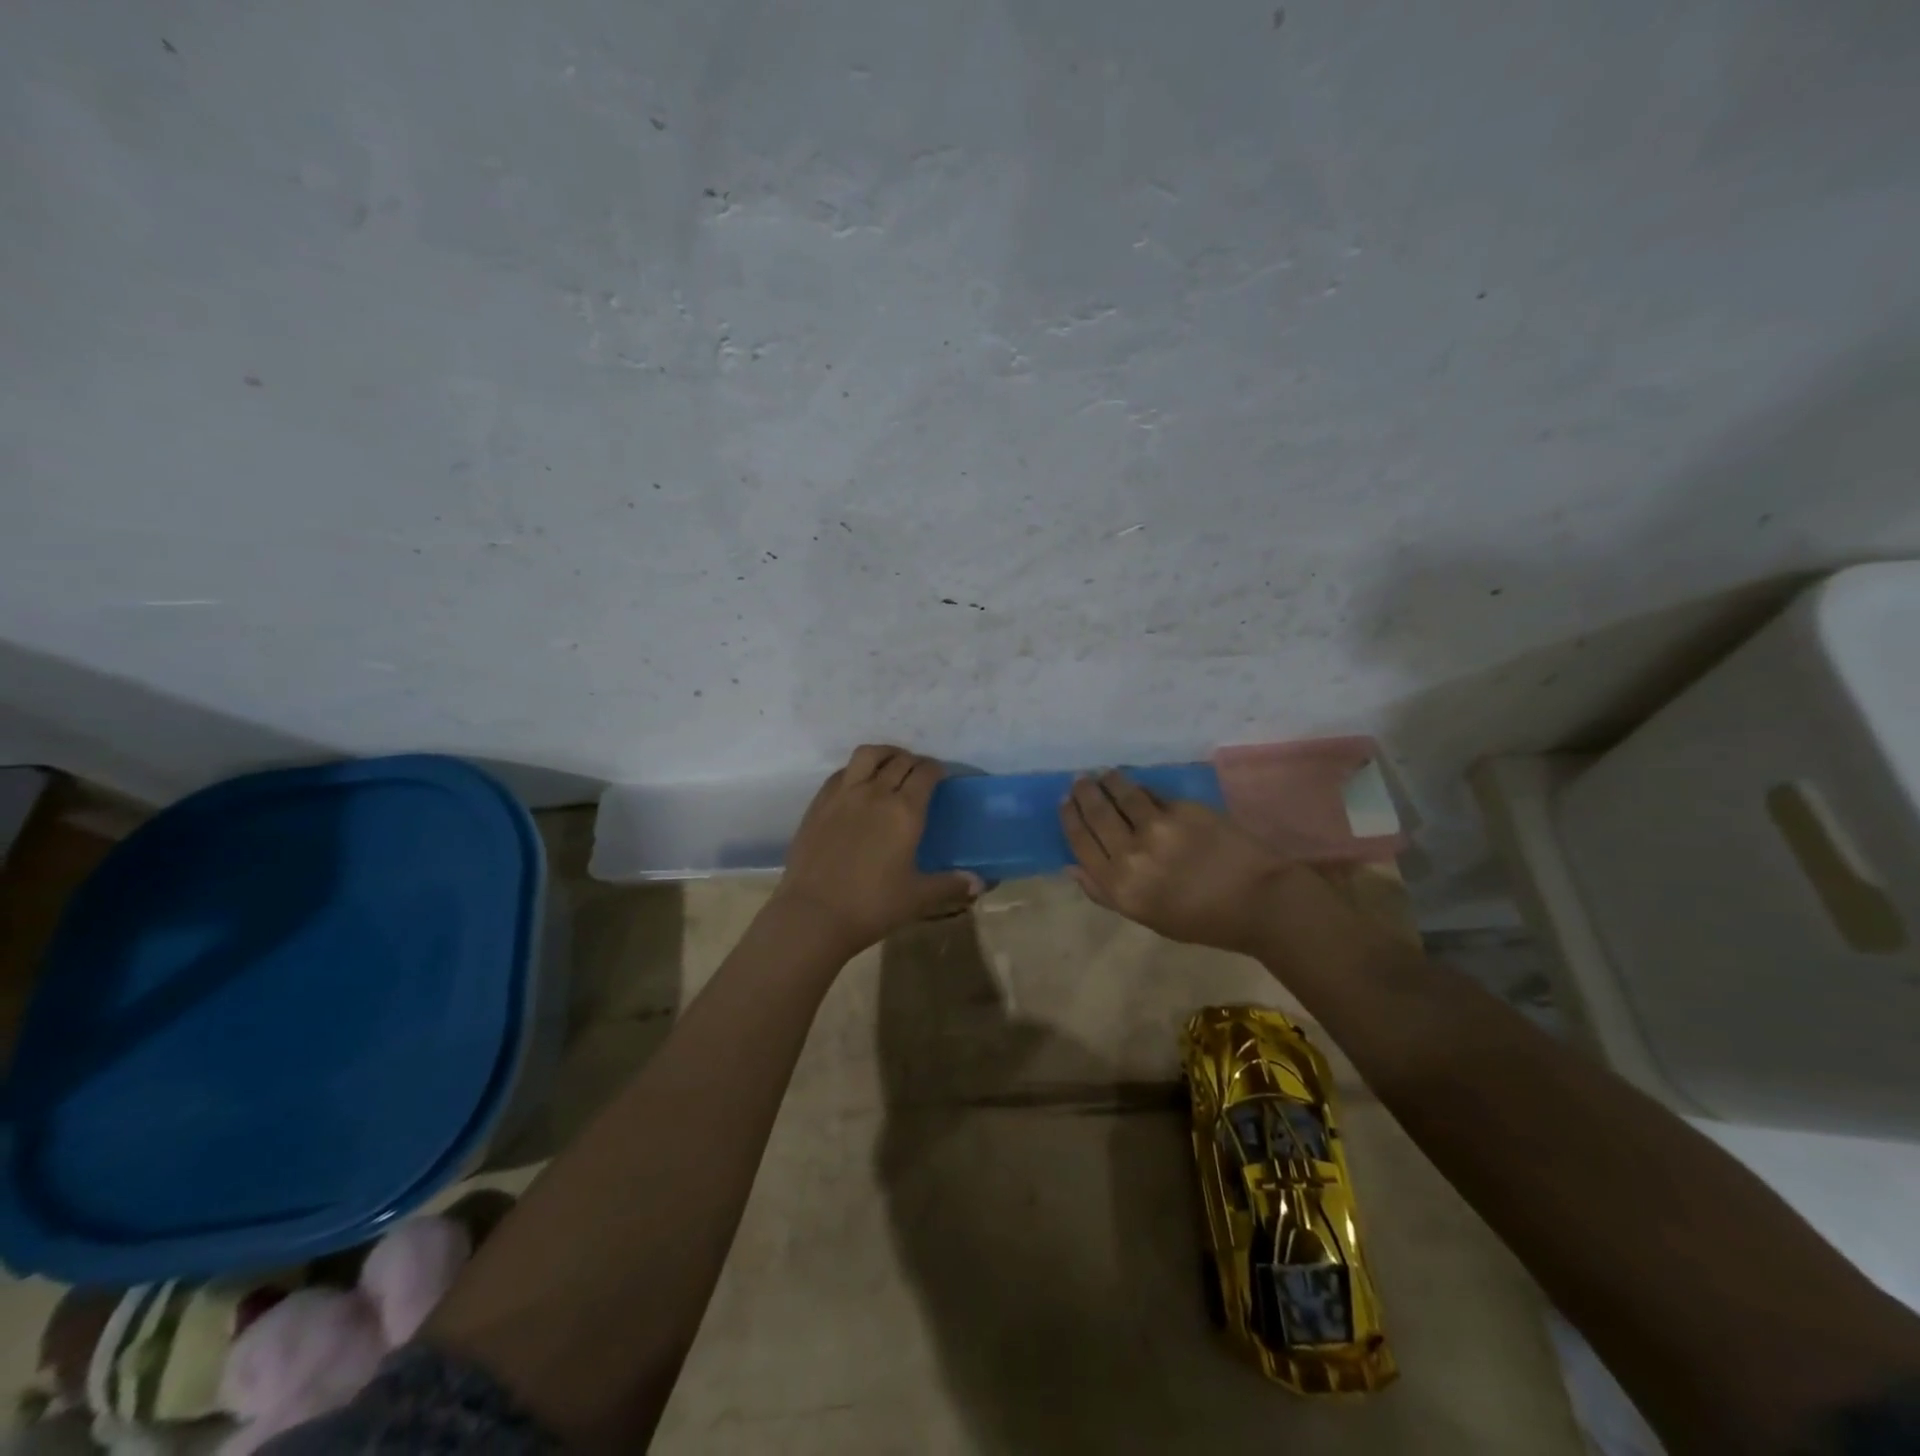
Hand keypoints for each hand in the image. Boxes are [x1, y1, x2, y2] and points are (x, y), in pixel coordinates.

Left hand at [771, 745, 981, 957]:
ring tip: (890, 764)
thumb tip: (979, 882)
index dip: (936, 769)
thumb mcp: (917, 897)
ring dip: (885, 754)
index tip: (941, 776)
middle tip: (920, 774)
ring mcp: (843, 794)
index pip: (926, 773)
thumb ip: (950, 885)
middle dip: (914, 762)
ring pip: (868, 755)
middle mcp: (876, 793)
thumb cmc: (872, 906)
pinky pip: (841, 772)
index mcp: (905, 811)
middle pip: (900, 760)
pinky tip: (858, 785)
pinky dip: (856, 770)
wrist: (813, 914)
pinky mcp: (819, 803)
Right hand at [1061, 771, 1295, 953]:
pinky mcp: (1183, 811)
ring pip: (1122, 795)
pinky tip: (1137, 785)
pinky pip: (1153, 795)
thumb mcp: (1146, 918)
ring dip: (1108, 781)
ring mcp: (1158, 829)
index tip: (1065, 803)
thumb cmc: (1202, 920)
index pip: (1081, 843)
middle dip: (1084, 793)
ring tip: (1103, 774)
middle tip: (1080, 780)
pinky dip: (1141, 788)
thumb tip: (1072, 866)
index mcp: (1119, 887)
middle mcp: (1131, 855)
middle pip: (1097, 815)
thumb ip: (1105, 893)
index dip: (1070, 819)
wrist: (1258, 902)